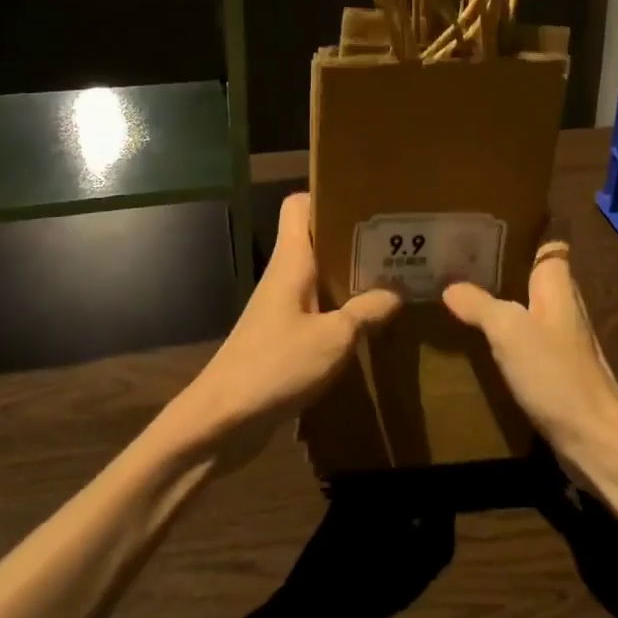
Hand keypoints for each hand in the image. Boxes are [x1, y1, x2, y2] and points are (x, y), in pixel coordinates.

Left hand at [167, 192, 400, 466]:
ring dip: (351, 276)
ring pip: (320, 275)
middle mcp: (285, 275)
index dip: (327, 195)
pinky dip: (342, 309)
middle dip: (354, 237)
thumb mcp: (334, 339)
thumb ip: (367, 311)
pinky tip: (370, 323)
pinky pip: (318, 308)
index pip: (299, 205)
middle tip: (396, 242)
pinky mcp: (283, 336)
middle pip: (317, 239)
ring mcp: (282, 306)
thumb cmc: (275, 366)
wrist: (220, 422)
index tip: (366, 201)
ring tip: (394, 277)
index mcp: (292, 260)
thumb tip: (396, 293)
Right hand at [443, 243, 617, 468]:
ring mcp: (562, 338)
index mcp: (558, 285)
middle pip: (533, 274)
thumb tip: (450, 287)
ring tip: (462, 291)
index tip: (488, 225)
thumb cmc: (554, 373)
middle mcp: (563, 304)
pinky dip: (506, 331)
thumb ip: (480, 304)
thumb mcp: (509, 332)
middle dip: (503, 264)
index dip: (523, 231)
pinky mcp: (557, 367)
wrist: (593, 438)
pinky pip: (527, 336)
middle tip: (460, 258)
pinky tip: (481, 336)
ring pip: (528, 305)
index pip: (547, 244)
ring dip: (502, 298)